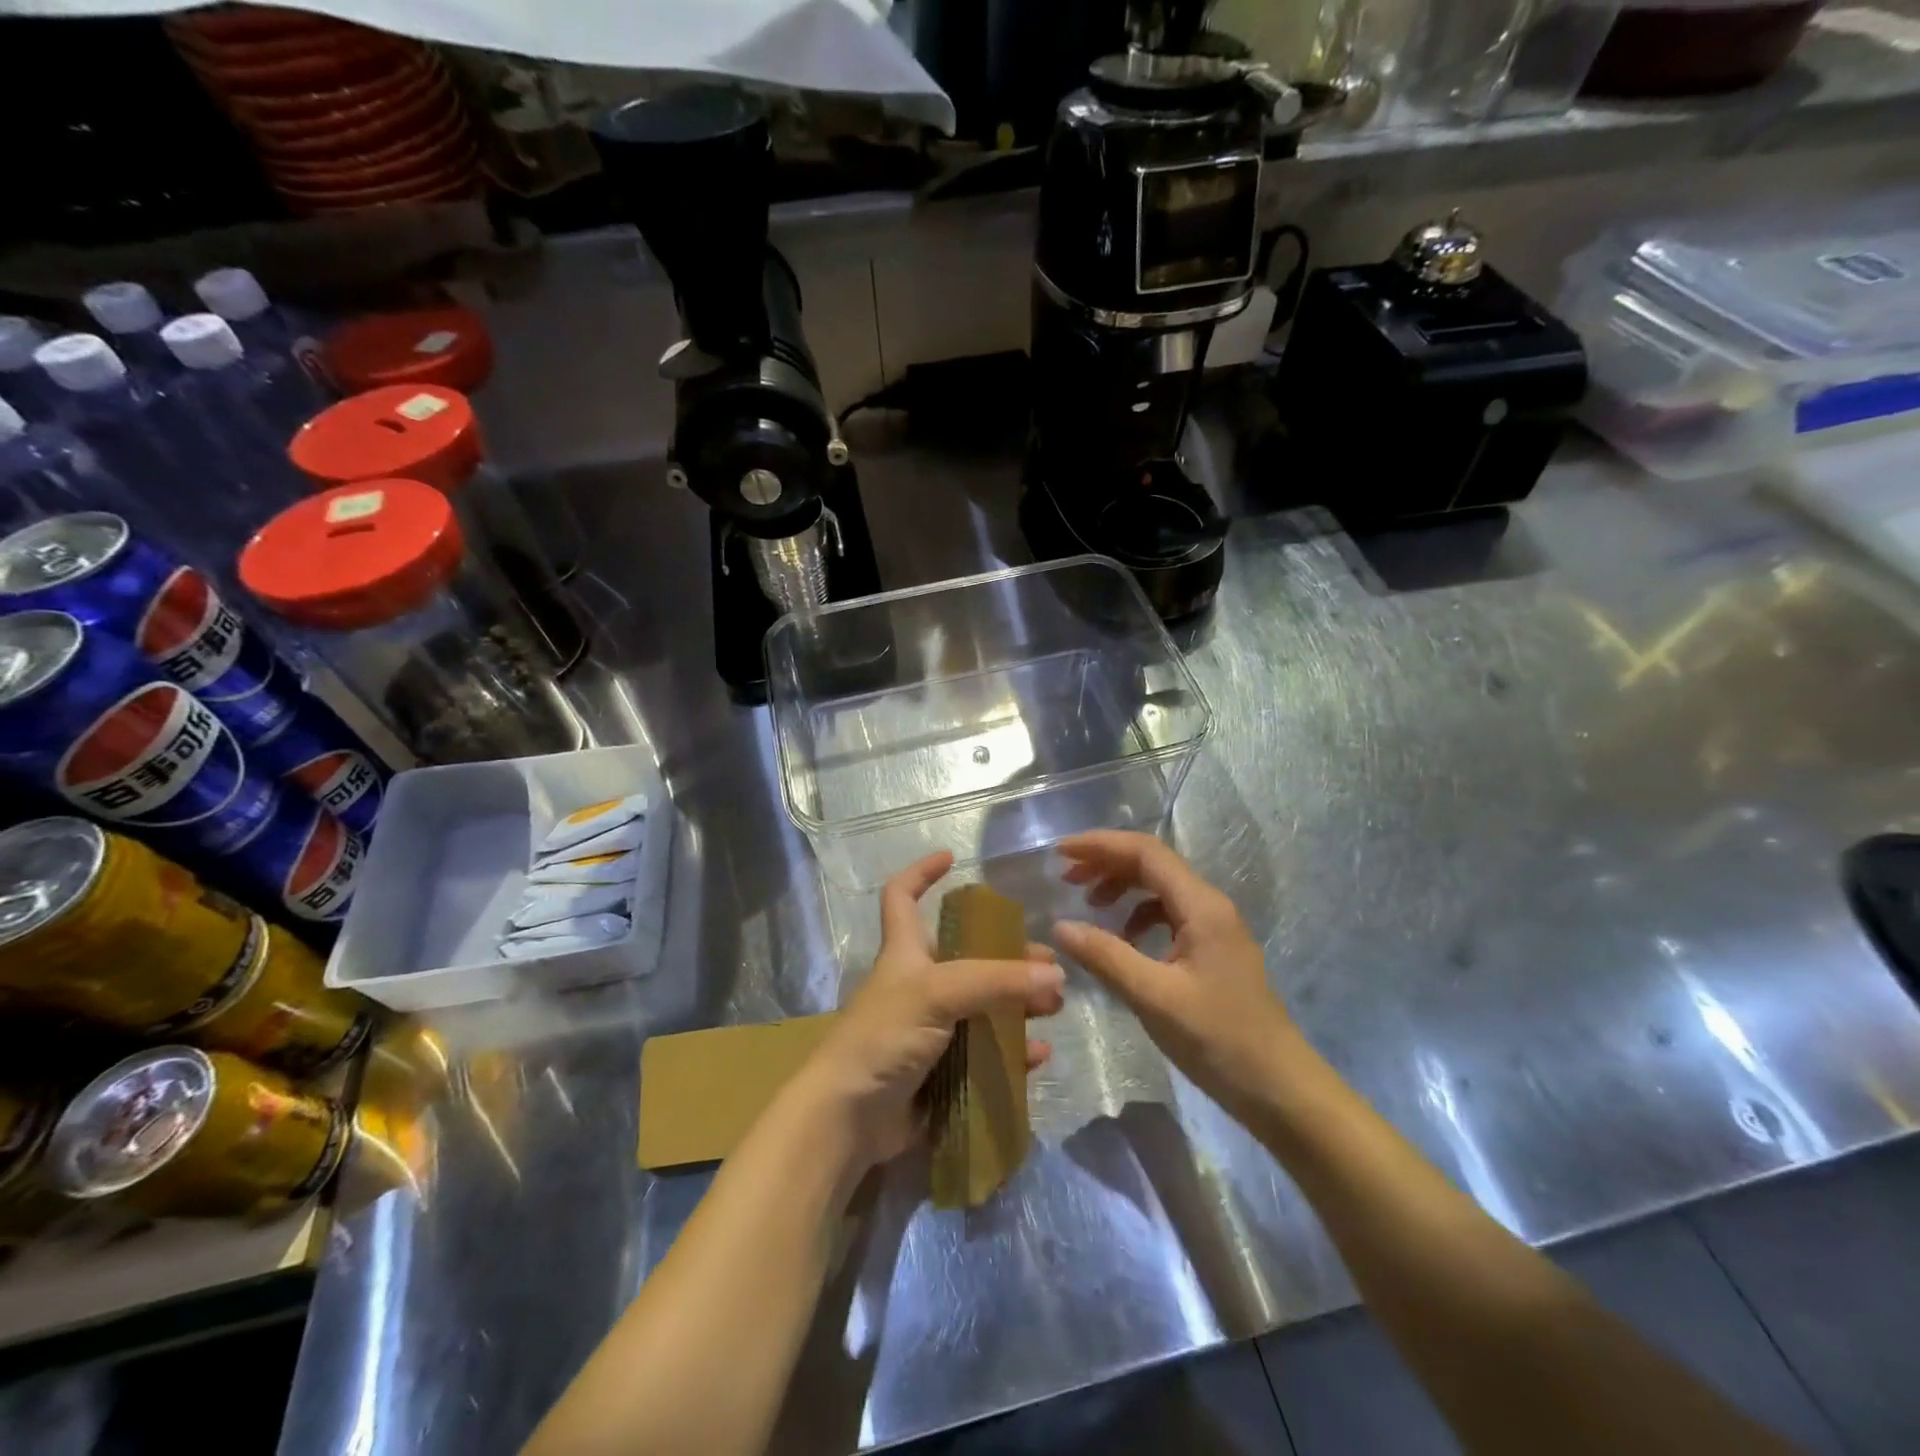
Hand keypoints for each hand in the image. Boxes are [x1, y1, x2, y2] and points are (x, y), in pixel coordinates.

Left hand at [792, 851, 1064, 1173]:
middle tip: (1048, 965)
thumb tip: (1055, 974)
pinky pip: (985, 1055)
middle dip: (1008, 956)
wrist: (849, 1118)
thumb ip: (997, 980)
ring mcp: (929, 1030)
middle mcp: (918, 985)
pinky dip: (1013, 1054)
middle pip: (967, 957)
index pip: (902, 896)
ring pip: (983, 1007)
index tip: (952, 858)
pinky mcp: (940, 1071)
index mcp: (905, 953)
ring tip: (1053, 1008)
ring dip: (1019, 1005)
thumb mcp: (938, 993)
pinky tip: (1038, 1055)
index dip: (921, 872)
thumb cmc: (884, 1036)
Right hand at [1053, 831, 1302, 1123]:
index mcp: (1201, 906)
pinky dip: (1138, 916)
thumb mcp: (1153, 997)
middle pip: (1152, 864)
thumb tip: (1059, 925)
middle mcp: (1210, 905)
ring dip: (1121, 887)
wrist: (1280, 1089)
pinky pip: (1169, 914)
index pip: (1146, 852)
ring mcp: (1215, 928)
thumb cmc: (1218, 1039)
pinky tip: (1122, 940)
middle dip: (1106, 863)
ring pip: (1160, 888)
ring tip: (1088, 904)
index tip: (1060, 853)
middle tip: (1065, 878)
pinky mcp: (1213, 951)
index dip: (1100, 845)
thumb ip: (1105, 956)